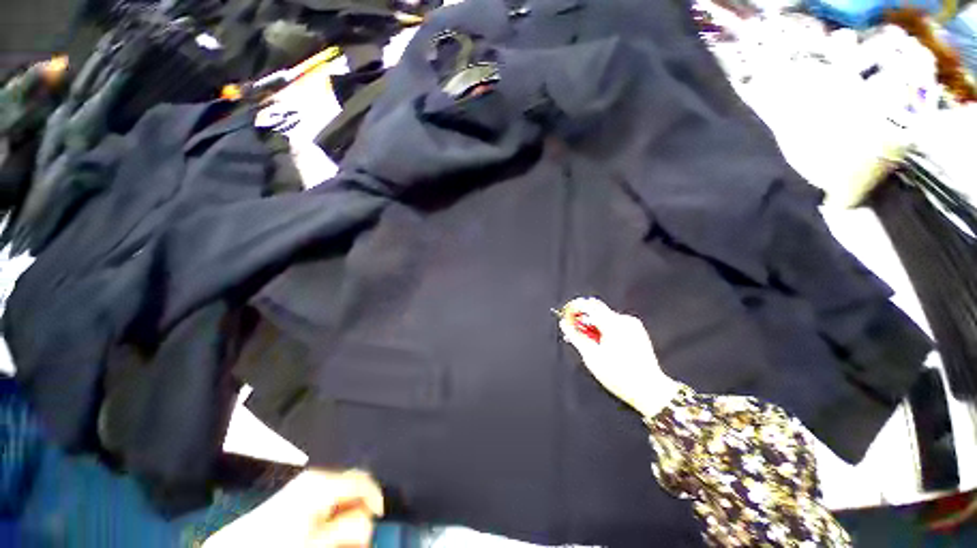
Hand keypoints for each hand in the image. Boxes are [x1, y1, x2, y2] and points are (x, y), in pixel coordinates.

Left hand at [203, 469, 383, 547]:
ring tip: (339, 536)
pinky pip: (327, 498)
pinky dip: (333, 513)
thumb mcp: (318, 540)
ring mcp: (305, 484)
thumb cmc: (276, 544)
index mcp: (322, 482)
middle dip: (361, 507)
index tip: (377, 520)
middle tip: (357, 534)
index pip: (364, 480)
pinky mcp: (296, 494)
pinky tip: (325, 530)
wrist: (235, 547)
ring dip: (347, 513)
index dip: (375, 500)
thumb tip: (369, 522)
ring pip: (341, 492)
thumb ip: (349, 528)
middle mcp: (315, 477)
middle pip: (354, 483)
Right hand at [559, 298, 679, 418]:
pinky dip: (605, 328)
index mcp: (613, 324)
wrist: (649, 390)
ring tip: (589, 342)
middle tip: (574, 332)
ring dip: (594, 324)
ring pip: (605, 316)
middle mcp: (624, 320)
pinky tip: (602, 343)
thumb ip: (575, 336)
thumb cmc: (618, 375)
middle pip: (597, 309)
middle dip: (583, 318)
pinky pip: (615, 323)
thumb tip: (564, 323)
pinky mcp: (637, 331)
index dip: (574, 309)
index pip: (589, 305)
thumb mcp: (591, 356)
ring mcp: (633, 324)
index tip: (566, 317)